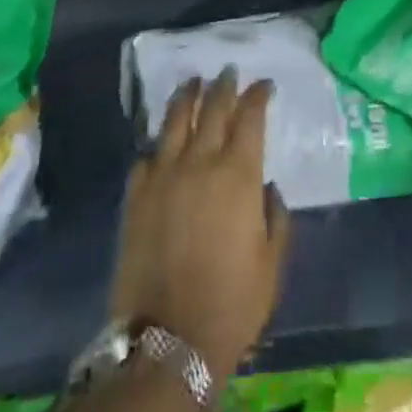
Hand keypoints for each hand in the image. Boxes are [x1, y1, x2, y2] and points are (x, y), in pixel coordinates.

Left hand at [110, 71, 290, 384]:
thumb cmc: (232, 303)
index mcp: (238, 173)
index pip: (250, 116)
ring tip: (193, 82)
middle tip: (228, 71)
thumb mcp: (272, 264)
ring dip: (187, 96)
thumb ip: (276, 219)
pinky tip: (161, 141)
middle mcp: (201, 161)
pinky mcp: (136, 195)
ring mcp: (164, 174)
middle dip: (224, 85)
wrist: (169, 339)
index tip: (264, 84)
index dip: (258, 95)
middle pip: (213, 107)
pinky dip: (158, 143)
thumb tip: (267, 189)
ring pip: (176, 119)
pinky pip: (147, 155)